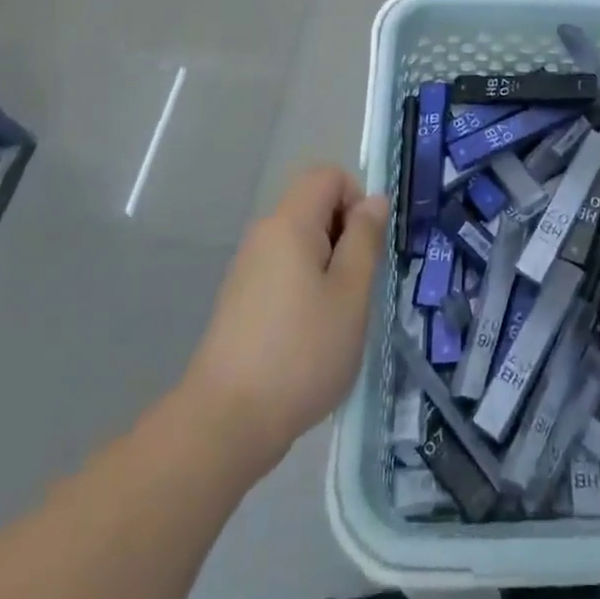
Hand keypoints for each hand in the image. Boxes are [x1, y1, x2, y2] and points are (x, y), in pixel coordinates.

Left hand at [184, 166, 387, 470]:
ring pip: (301, 241)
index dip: (356, 198)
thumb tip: (374, 200)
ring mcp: (248, 268)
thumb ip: (365, 239)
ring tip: (337, 315)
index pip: (328, 175)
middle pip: (314, 206)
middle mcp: (264, 235)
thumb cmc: (301, 352)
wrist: (225, 423)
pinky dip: (307, 286)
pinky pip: (284, 269)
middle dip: (346, 235)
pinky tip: (311, 334)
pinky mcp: (241, 299)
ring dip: (329, 265)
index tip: (366, 247)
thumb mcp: (351, 293)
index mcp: (289, 223)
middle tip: (357, 286)